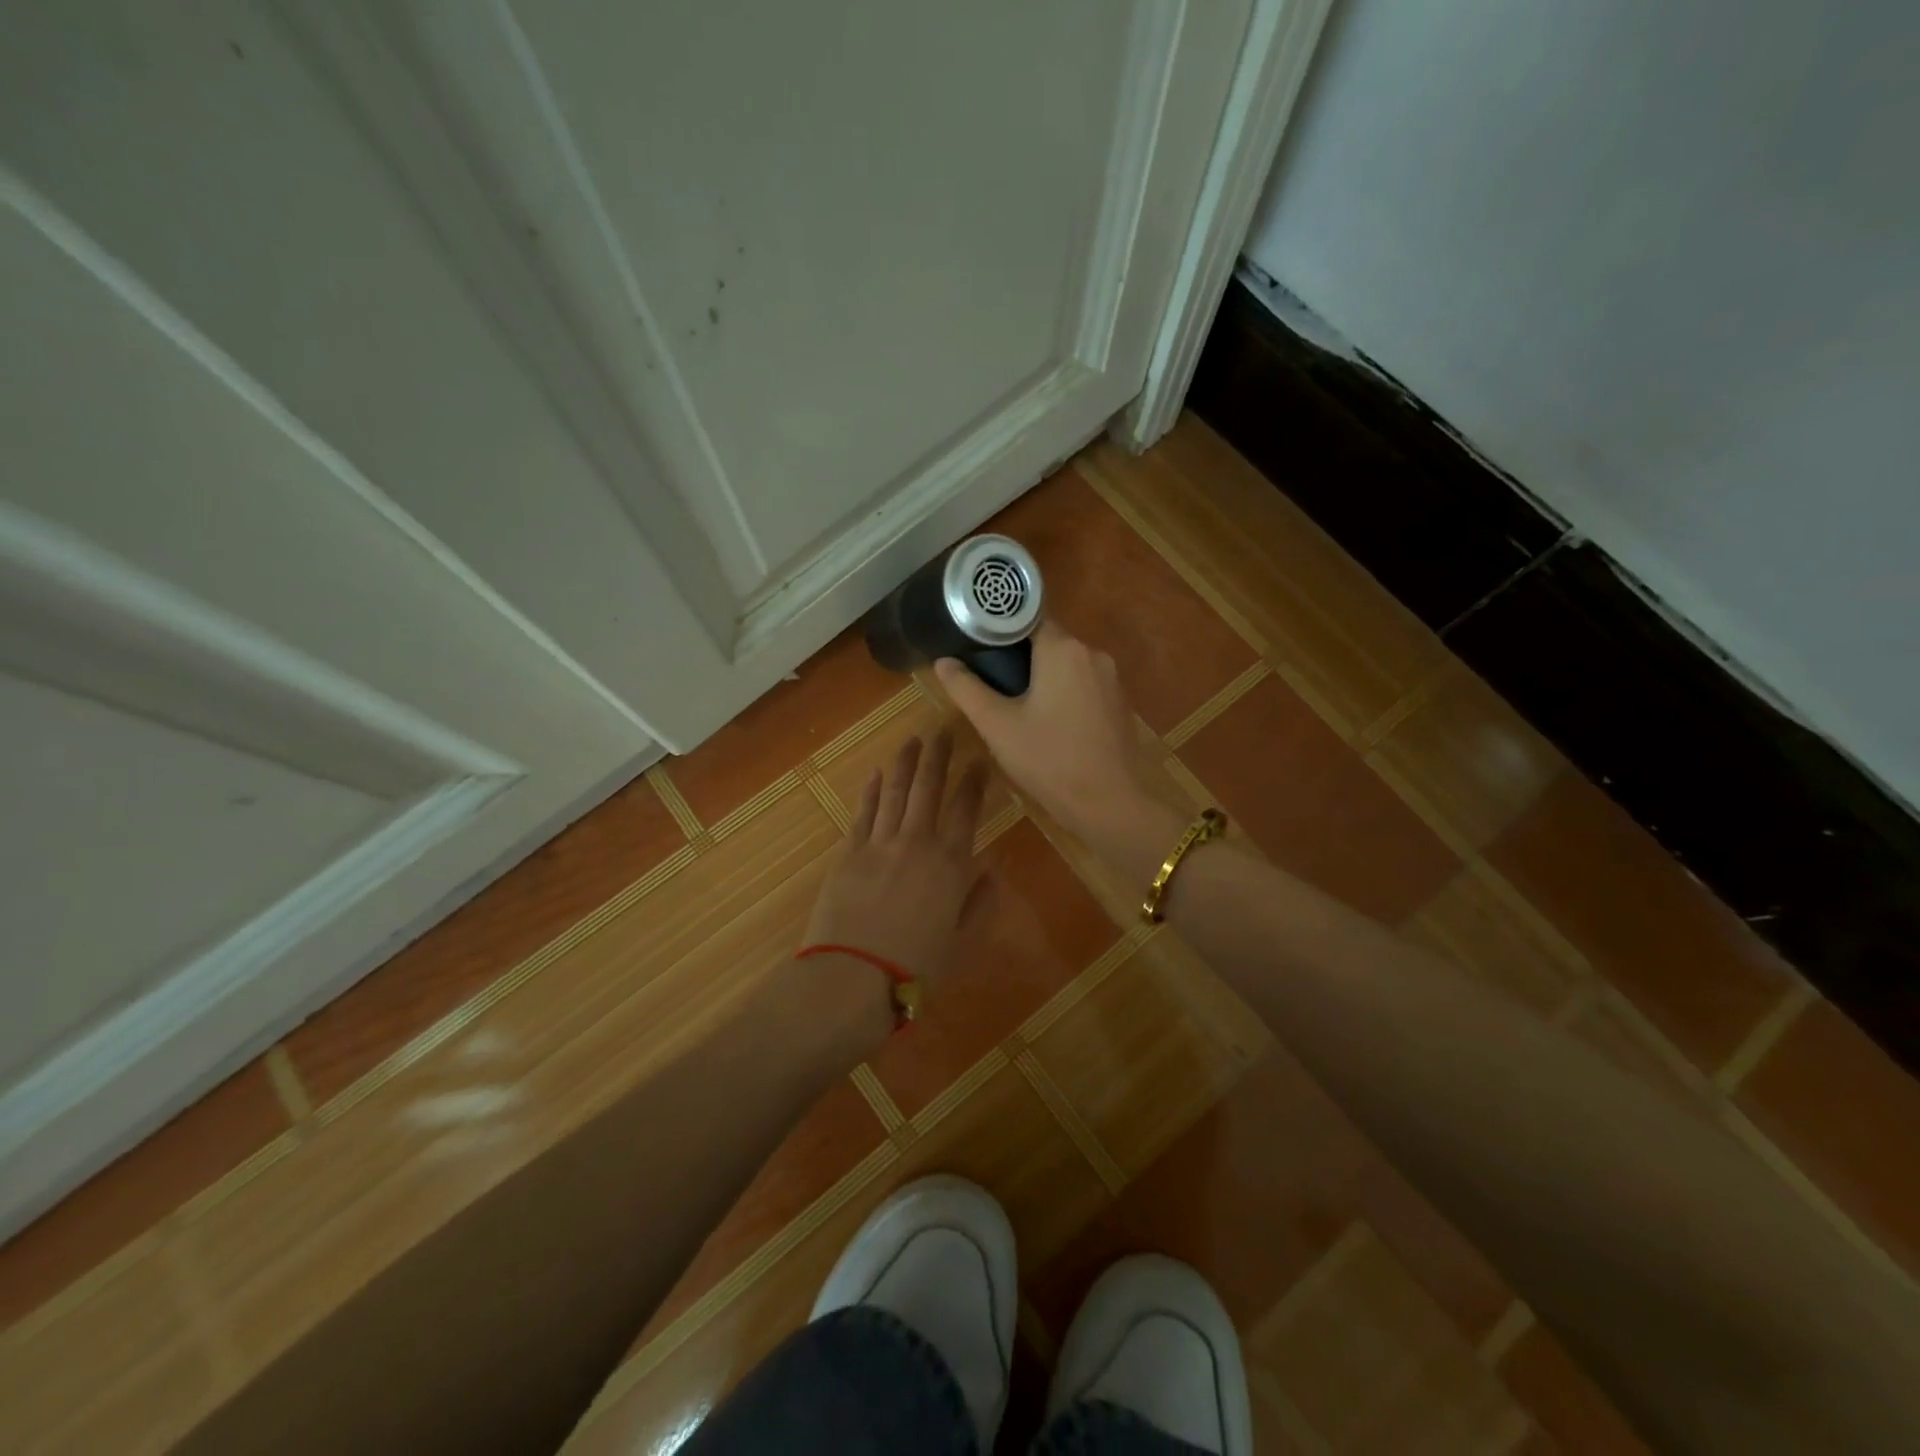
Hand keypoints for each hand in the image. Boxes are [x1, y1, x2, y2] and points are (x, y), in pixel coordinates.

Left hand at [803, 730, 990, 988]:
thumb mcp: (961, 942)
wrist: (852, 976)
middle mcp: (917, 842)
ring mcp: (879, 843)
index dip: (974, 782)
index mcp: (950, 863)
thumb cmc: (915, 967)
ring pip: (896, 791)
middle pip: (929, 788)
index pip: (966, 810)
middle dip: (939, 756)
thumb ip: (979, 903)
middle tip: (944, 730)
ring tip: (913, 740)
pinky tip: (877, 773)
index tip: (979, 761)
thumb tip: (991, 871)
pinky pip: (864, 812)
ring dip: (905, 763)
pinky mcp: (848, 851)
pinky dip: (871, 790)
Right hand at [934, 621, 1174, 851]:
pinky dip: (1063, 693)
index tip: (976, 646)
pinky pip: (1083, 685)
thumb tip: (943, 662)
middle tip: (988, 681)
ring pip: (1066, 665)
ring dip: (1041, 677)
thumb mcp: (997, 725)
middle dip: (1018, 657)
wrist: (1110, 803)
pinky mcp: (1119, 703)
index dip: (998, 629)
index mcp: (1063, 649)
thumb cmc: (1049, 760)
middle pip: (1046, 641)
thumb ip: (967, 689)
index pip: (1026, 618)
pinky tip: (1047, 722)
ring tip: (1013, 704)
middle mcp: (1092, 653)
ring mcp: (1111, 679)